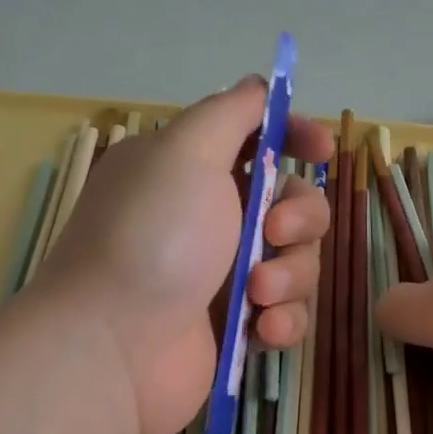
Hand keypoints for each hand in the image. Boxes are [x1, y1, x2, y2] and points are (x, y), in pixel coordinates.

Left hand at [33, 79, 333, 433]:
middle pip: (293, 201)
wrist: (112, 349)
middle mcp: (209, 216)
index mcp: (190, 169)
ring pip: (297, 259)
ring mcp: (224, 274)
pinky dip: (282, 319)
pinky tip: (263, 331)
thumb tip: (256, 84)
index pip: (256, 138)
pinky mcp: (236, 325)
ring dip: (289, 274)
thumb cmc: (152, 238)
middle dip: (300, 216)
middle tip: (274, 234)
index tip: (320, 149)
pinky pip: (288, 311)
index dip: (293, 136)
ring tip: (256, 294)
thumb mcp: (185, 152)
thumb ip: (230, 113)